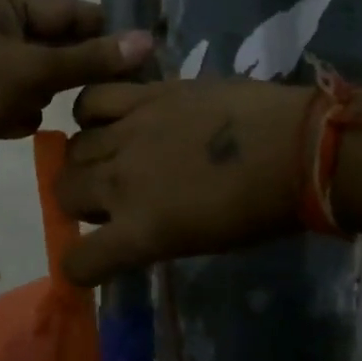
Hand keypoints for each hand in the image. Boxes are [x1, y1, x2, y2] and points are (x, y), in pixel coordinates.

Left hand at [0, 0, 152, 186]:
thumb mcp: (38, 70)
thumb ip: (92, 58)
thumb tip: (146, 41)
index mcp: (0, 2)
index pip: (67, 10)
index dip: (105, 31)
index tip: (142, 53)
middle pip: (54, 43)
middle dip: (75, 69)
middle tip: (118, 89)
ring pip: (39, 74)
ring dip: (46, 93)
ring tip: (47, 108)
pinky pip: (18, 97)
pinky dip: (22, 112)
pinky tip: (14, 125)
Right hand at [57, 79, 314, 286]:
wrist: (296, 149)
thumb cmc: (260, 210)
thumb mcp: (198, 241)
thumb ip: (151, 234)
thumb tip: (129, 228)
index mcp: (140, 231)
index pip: (78, 261)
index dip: (80, 265)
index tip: (93, 259)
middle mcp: (121, 182)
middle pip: (65, 191)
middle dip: (78, 201)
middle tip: (109, 198)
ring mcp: (129, 133)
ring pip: (74, 147)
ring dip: (84, 159)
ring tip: (111, 155)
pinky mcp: (145, 96)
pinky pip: (91, 100)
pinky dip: (90, 113)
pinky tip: (110, 118)